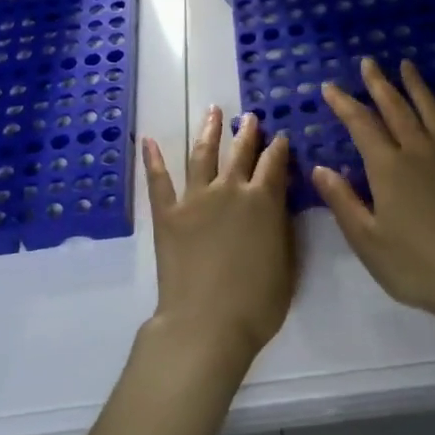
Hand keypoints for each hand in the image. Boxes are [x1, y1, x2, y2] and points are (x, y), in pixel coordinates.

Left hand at [141, 108, 295, 367]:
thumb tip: (279, 201)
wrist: (206, 322)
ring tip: (213, 112)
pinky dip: (152, 160)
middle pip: (240, 152)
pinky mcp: (167, 214)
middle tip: (250, 117)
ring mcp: (195, 198)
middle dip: (247, 133)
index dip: (279, 148)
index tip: (280, 136)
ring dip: (209, 131)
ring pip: (202, 155)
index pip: (274, 164)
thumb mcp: (287, 263)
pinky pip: (158, 181)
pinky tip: (148, 141)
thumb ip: (282, 226)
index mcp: (263, 201)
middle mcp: (230, 190)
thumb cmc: (257, 303)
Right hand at [314, 58, 434, 325]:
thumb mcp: (366, 239)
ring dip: (418, 88)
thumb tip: (320, 168)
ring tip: (408, 66)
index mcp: (388, 167)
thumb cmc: (414, 265)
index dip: (344, 104)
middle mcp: (420, 152)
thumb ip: (342, 200)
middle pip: (397, 109)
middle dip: (379, 84)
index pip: (361, 125)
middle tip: (369, 62)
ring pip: (433, 113)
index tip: (330, 87)